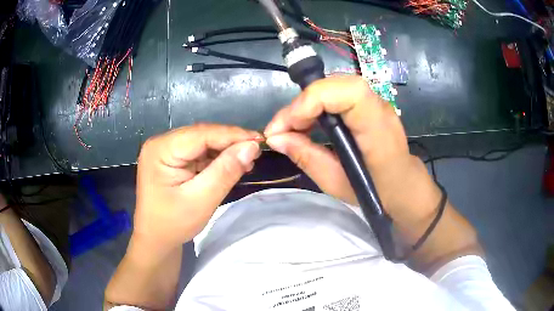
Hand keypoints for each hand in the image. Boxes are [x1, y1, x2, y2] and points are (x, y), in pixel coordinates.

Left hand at [133, 124, 261, 251]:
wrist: (156, 240)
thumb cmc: (174, 224)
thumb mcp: (201, 200)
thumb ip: (226, 172)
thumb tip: (252, 147)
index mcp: (161, 149)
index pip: (201, 134)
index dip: (232, 135)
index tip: (261, 141)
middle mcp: (161, 143)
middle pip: (202, 135)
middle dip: (230, 143)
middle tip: (256, 152)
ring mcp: (165, 150)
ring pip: (202, 142)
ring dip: (225, 150)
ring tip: (247, 160)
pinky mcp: (172, 159)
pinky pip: (198, 152)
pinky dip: (216, 158)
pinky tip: (231, 165)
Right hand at [264, 76, 441, 230]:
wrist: (404, 185)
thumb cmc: (376, 191)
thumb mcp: (337, 183)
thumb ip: (307, 157)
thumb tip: (276, 138)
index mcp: (378, 130)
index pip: (348, 93)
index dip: (313, 100)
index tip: (287, 126)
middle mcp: (379, 108)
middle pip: (337, 84)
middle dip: (303, 103)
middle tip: (282, 129)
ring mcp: (376, 102)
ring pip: (335, 86)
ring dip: (307, 103)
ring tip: (292, 128)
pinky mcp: (369, 103)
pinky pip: (338, 94)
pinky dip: (317, 105)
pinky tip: (308, 123)